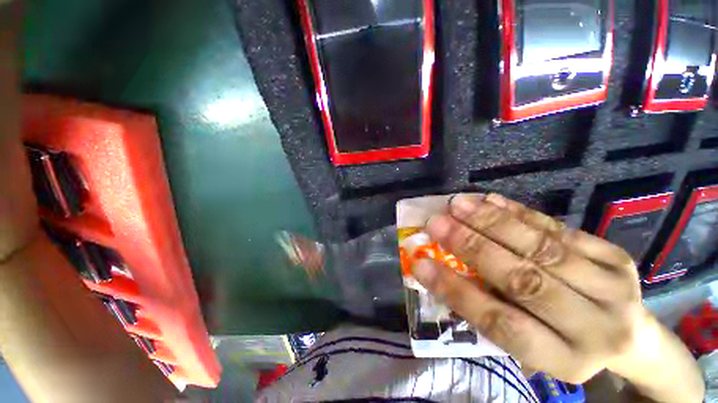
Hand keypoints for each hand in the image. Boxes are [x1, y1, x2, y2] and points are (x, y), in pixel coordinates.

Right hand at [412, 193, 649, 383]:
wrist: (631, 336)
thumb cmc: (564, 344)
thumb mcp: (528, 345)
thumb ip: (489, 309)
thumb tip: (441, 272)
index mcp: (563, 359)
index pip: (500, 323)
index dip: (456, 291)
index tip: (420, 265)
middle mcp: (594, 326)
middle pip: (524, 280)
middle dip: (471, 247)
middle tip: (436, 224)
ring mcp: (612, 285)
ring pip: (541, 247)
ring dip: (492, 222)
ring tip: (457, 205)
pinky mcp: (615, 255)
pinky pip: (558, 228)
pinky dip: (519, 213)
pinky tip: (490, 200)